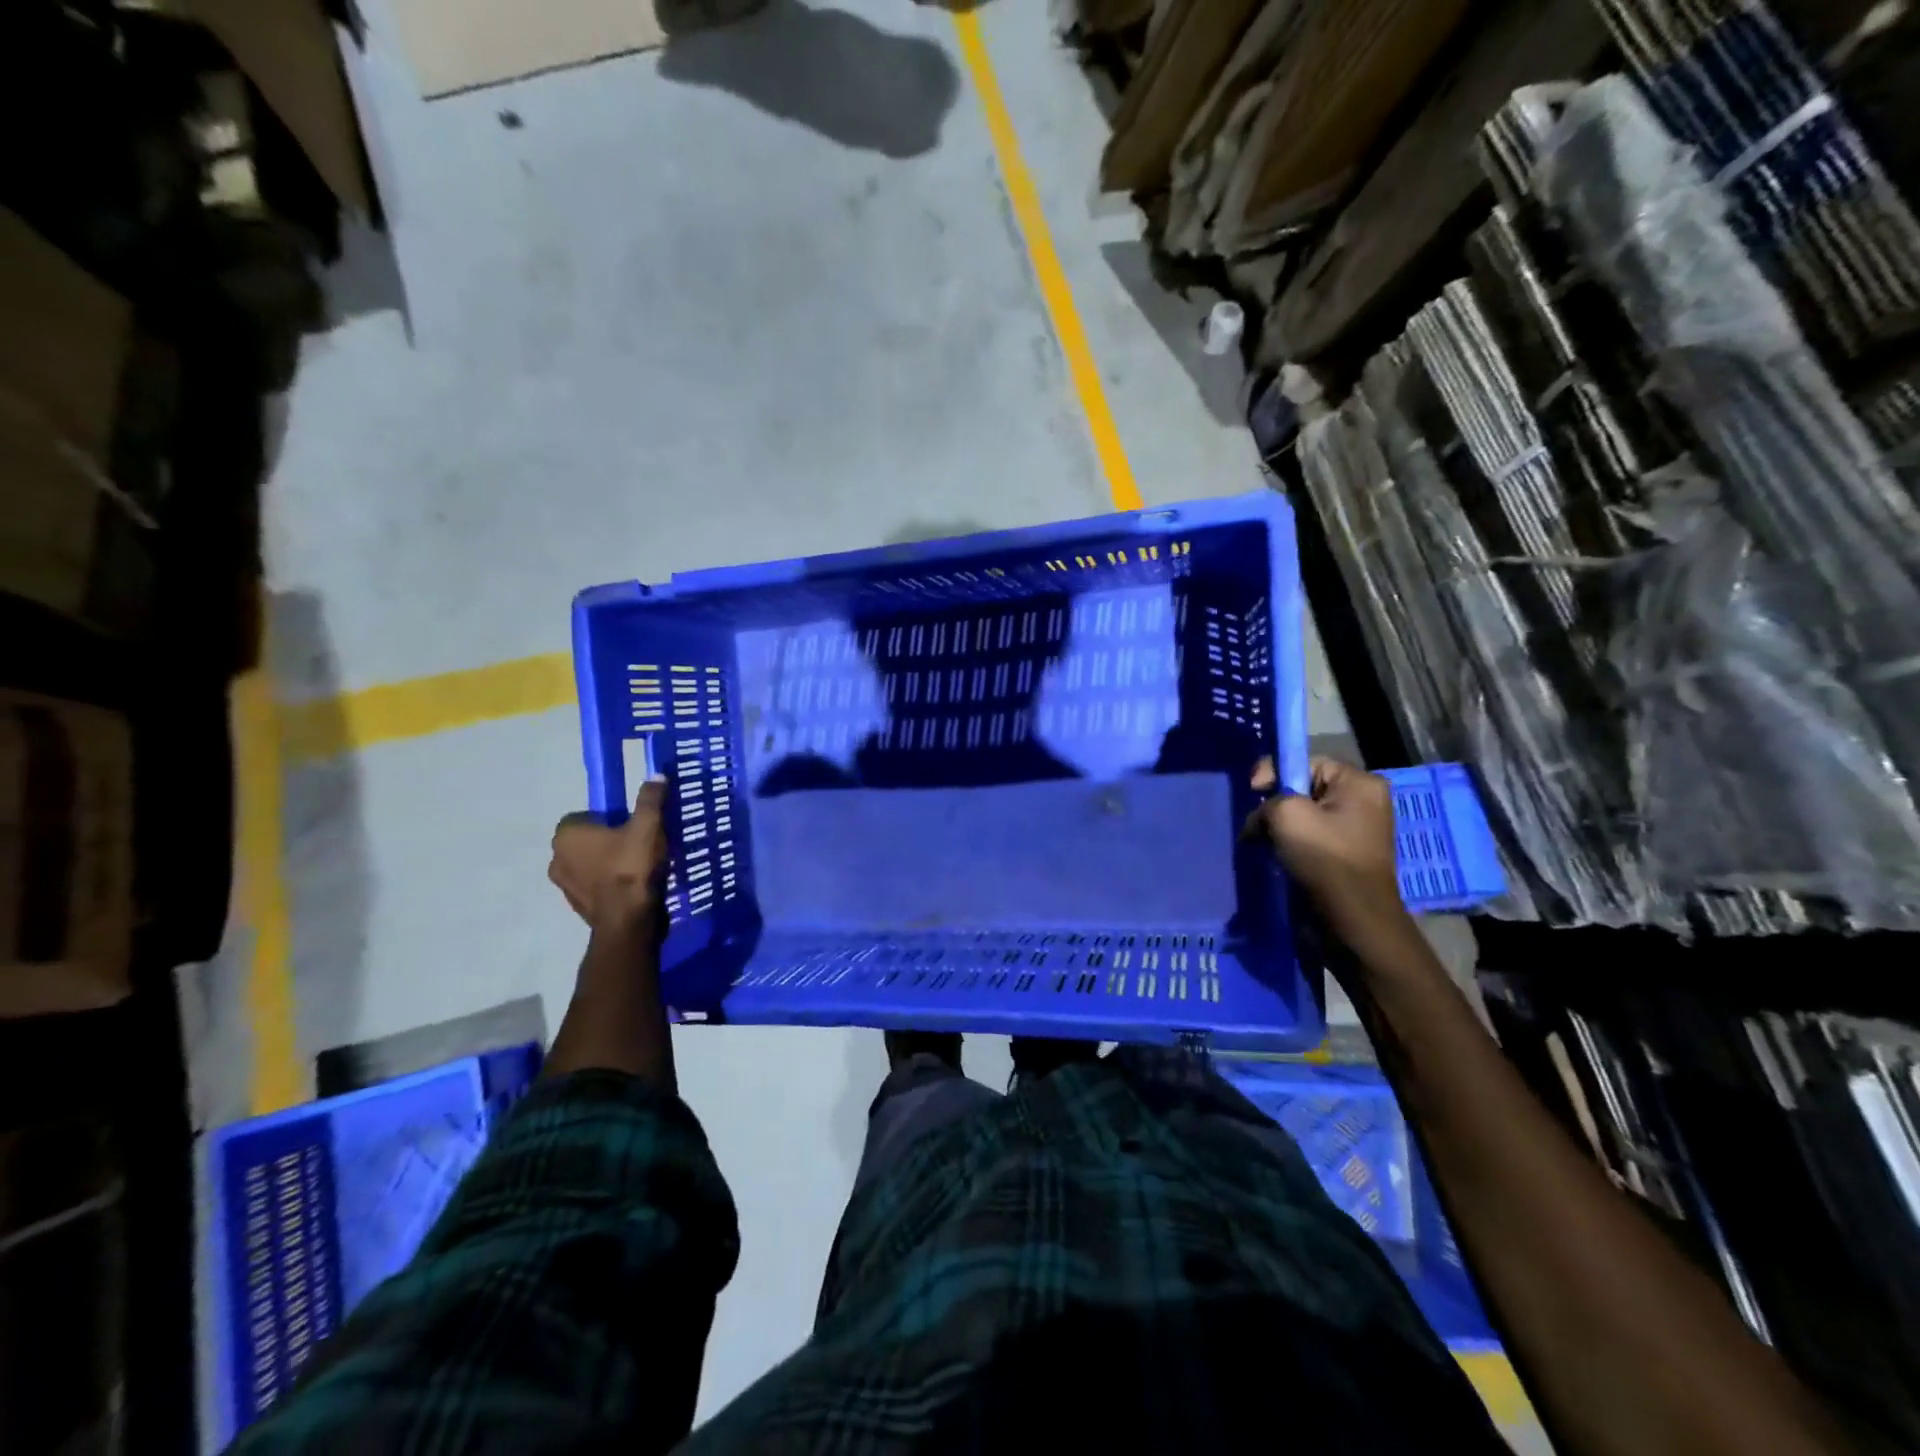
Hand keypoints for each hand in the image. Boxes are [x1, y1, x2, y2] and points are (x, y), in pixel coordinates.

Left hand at [550, 777, 669, 931]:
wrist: (629, 921)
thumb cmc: (632, 867)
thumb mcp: (648, 826)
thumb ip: (650, 799)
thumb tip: (656, 775)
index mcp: (566, 835)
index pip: (582, 816)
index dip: (607, 817)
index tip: (630, 823)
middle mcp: (556, 858)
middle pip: (585, 841)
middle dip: (607, 840)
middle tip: (637, 842)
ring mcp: (565, 886)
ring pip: (588, 864)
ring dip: (607, 863)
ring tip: (639, 865)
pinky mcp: (578, 907)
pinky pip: (595, 886)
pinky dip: (610, 884)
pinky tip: (635, 885)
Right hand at [1245, 756, 1406, 937]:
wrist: (1352, 921)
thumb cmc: (1325, 859)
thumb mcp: (1287, 815)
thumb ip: (1268, 800)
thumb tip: (1262, 817)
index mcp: (1360, 784)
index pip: (1306, 762)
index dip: (1275, 773)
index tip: (1253, 793)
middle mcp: (1364, 802)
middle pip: (1304, 789)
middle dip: (1275, 805)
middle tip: (1257, 825)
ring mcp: (1357, 830)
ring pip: (1305, 815)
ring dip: (1280, 828)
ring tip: (1263, 844)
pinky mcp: (1346, 855)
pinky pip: (1312, 838)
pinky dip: (1290, 844)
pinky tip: (1276, 856)